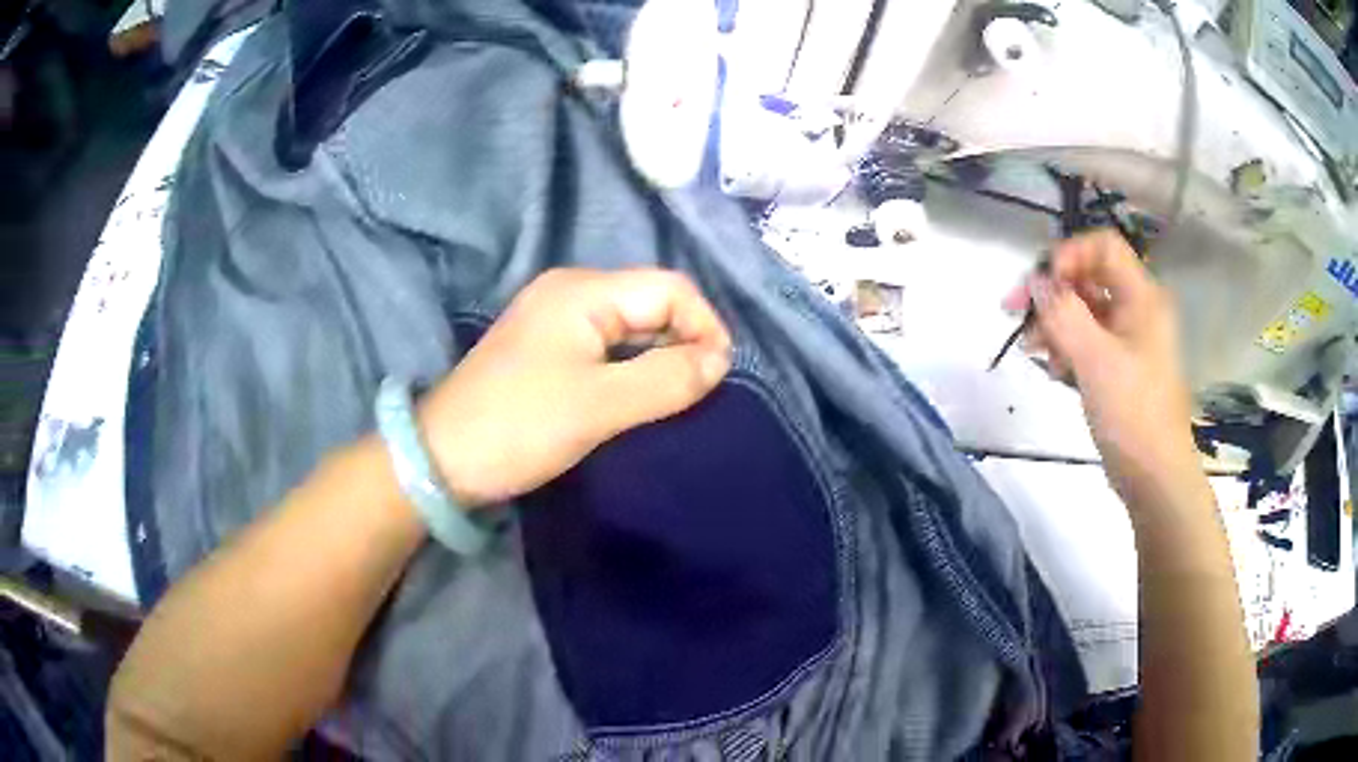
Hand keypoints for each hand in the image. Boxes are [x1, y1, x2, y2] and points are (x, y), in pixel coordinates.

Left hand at [417, 268, 732, 507]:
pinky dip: (632, 364)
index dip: (705, 326)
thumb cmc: (520, 426)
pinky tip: (639, 394)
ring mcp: (555, 317)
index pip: (670, 288)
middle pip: (650, 300)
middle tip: (699, 391)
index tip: (717, 378)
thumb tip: (720, 362)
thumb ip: (666, 378)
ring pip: (630, 323)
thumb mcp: (599, 405)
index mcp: (582, 291)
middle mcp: (570, 291)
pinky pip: (607, 343)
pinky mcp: (547, 346)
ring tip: (676, 396)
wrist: (442, 458)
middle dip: (684, 340)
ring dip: (659, 354)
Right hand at [1006, 230, 1199, 503]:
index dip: (1068, 255)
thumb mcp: (1095, 360)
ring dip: (1054, 322)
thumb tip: (1037, 282)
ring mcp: (1129, 339)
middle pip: (1089, 277)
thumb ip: (1064, 314)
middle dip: (1052, 292)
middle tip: (1014, 311)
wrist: (1154, 477)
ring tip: (1032, 349)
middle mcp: (1137, 309)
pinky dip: (1066, 346)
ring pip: (1085, 310)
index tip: (1041, 285)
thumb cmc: (1133, 414)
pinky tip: (1052, 368)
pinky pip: (1088, 340)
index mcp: (1141, 297)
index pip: (1102, 246)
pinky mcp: (1119, 367)